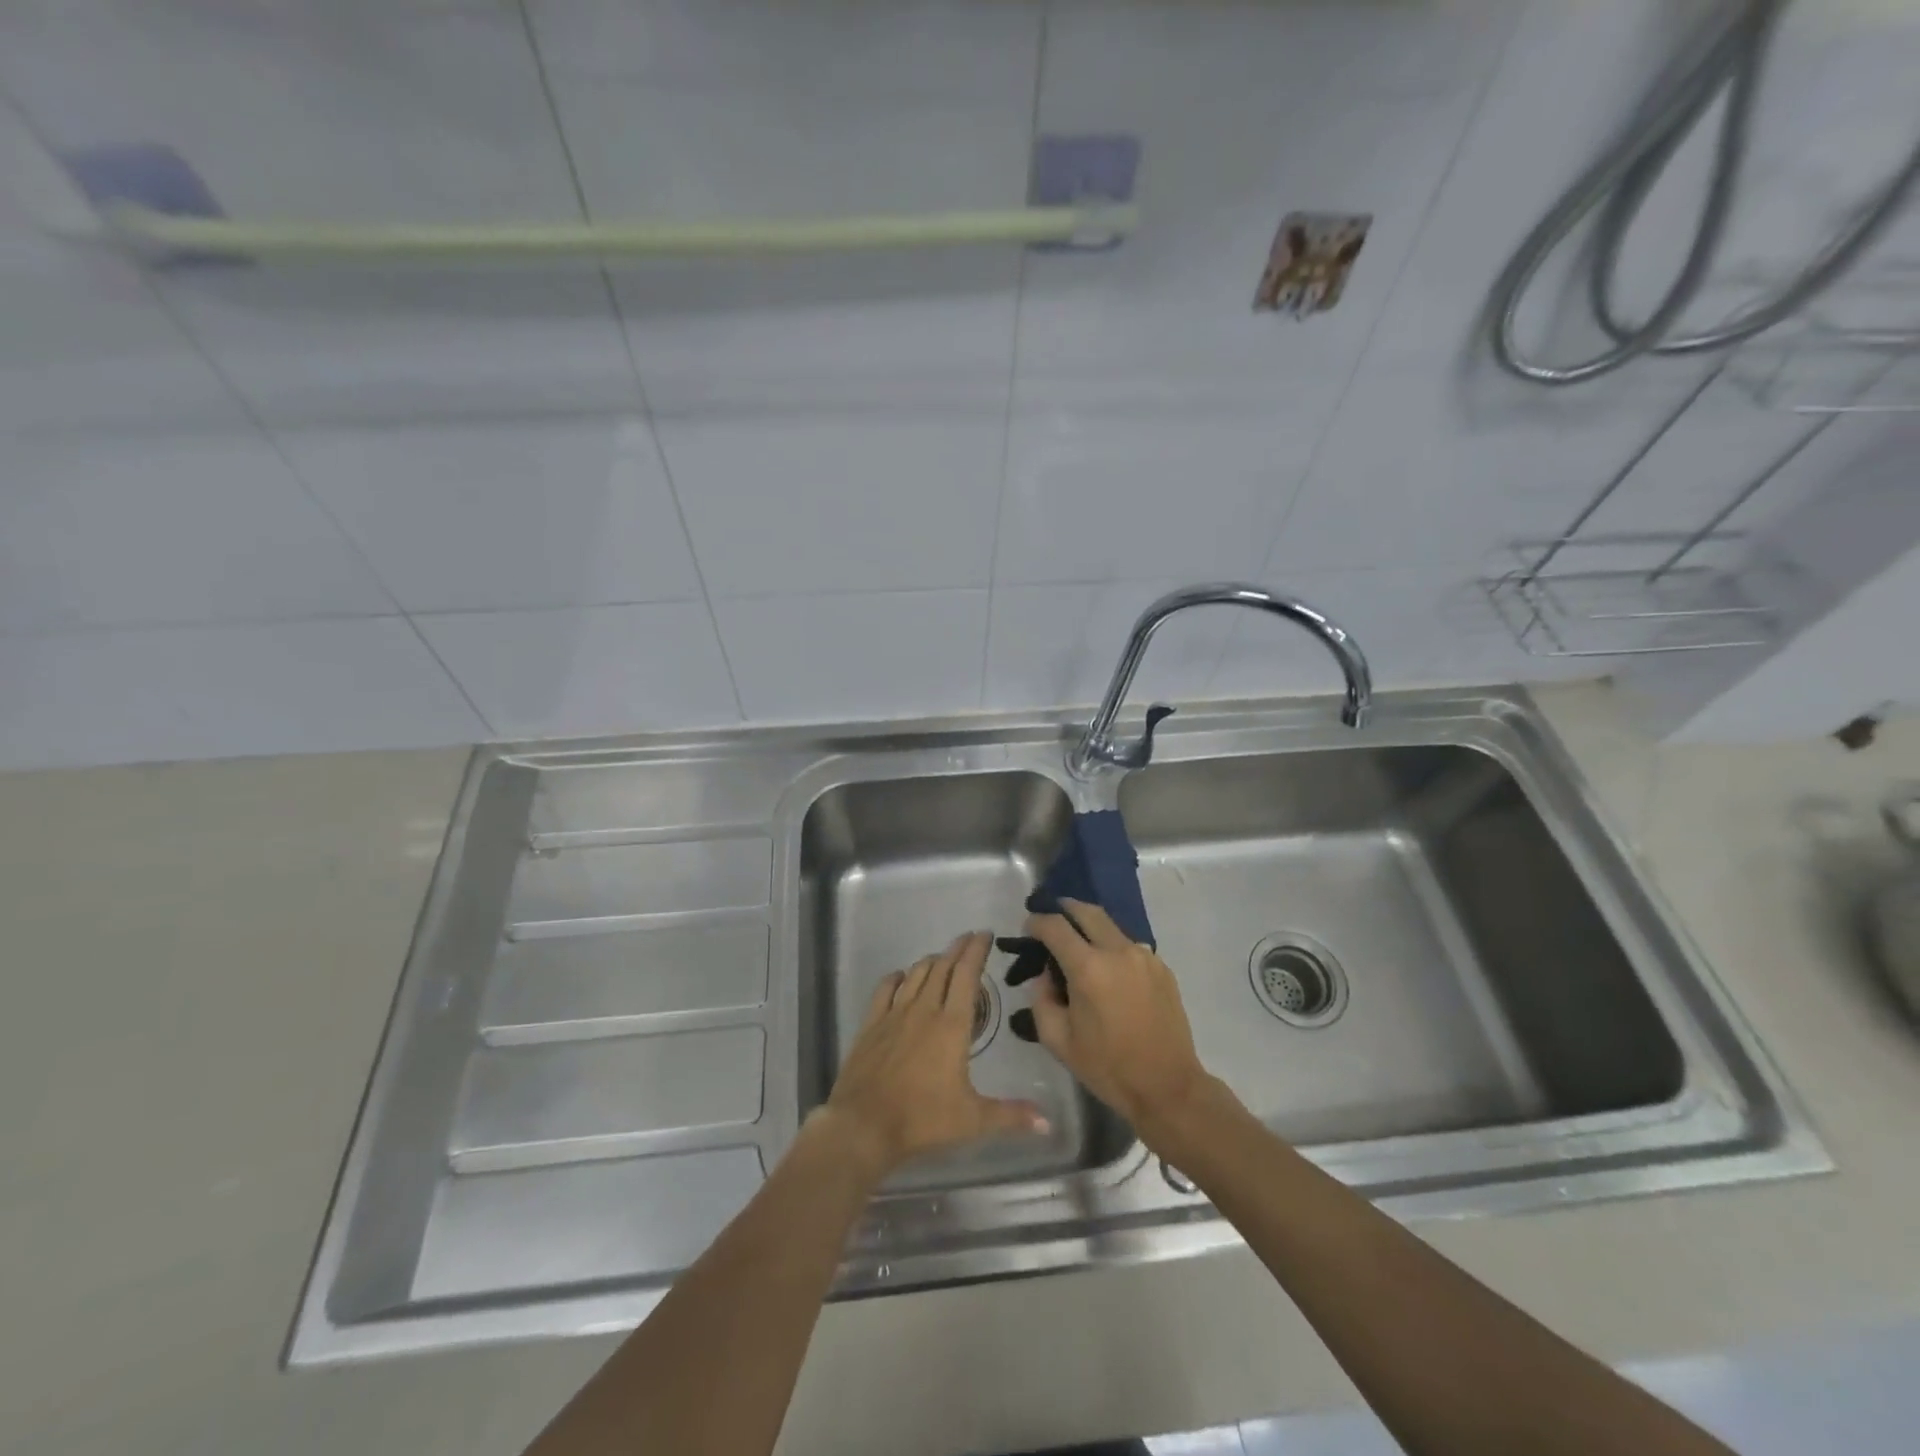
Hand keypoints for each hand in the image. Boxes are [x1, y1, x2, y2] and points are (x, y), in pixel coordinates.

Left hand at [819, 931, 1047, 1177]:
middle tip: (969, 938)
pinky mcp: (872, 1023)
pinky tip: (901, 976)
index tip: (985, 935)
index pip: (967, 975)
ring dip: (932, 960)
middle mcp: (924, 1010)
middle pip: (943, 968)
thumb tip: (1049, 1124)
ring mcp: (895, 1014)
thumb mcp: (973, 1120)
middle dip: (958, 949)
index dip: (976, 951)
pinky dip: (897, 977)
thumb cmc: (922, 1119)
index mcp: (952, 1025)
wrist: (863, 1125)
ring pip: (916, 974)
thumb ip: (1011, 1116)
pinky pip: (885, 989)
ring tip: (942, 957)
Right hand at [1023, 900, 1211, 1142]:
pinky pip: (1130, 947)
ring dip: (1091, 929)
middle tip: (1052, 918)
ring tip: (1079, 947)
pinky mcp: (1162, 968)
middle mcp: (1118, 951)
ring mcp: (1145, 957)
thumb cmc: (1108, 1067)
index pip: (1055, 927)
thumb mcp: (1058, 1040)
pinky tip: (1109, 973)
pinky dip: (1113, 949)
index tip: (1028, 927)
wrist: (1168, 1087)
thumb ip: (1041, 999)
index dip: (1037, 922)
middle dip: (1065, 909)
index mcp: (1088, 968)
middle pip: (1087, 911)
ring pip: (1111, 927)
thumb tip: (1046, 975)